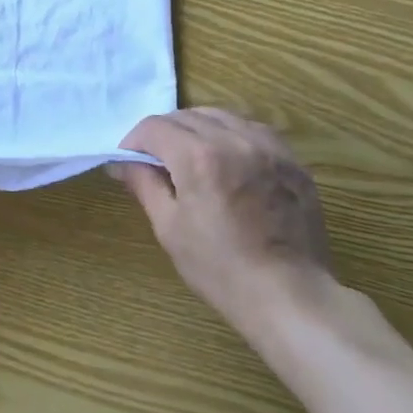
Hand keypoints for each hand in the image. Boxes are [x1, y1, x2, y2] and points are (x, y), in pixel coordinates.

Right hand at [116, 108, 336, 333]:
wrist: (291, 297)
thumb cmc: (221, 268)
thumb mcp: (170, 228)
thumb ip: (144, 184)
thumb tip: (121, 163)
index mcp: (198, 156)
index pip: (154, 127)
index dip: (134, 141)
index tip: (129, 161)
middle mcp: (233, 139)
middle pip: (186, 116)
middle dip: (163, 134)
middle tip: (157, 162)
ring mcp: (267, 147)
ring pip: (220, 116)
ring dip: (197, 129)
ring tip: (192, 157)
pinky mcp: (291, 160)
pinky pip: (252, 129)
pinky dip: (231, 134)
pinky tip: (229, 159)